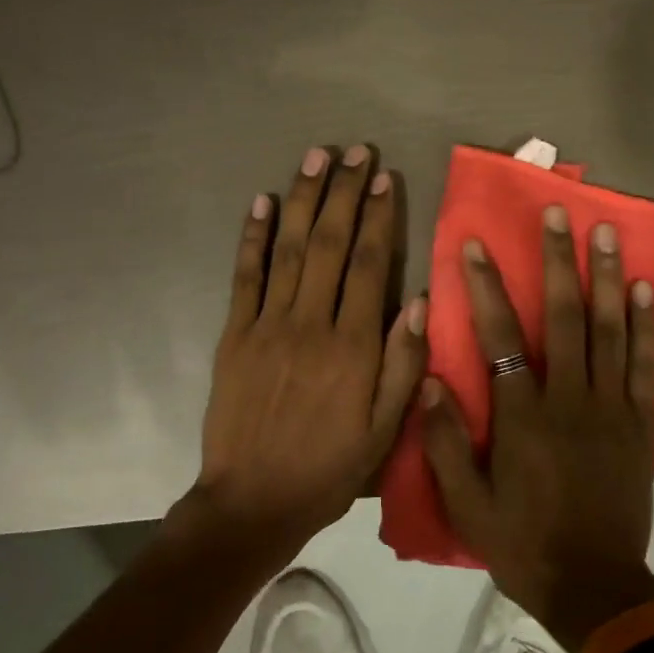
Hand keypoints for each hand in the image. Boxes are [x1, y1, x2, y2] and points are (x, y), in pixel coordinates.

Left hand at [190, 145, 428, 558]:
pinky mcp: (234, 335)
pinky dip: (252, 236)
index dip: (380, 217)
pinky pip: (244, 276)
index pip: (370, 264)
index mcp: (353, 347)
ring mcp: (267, 325)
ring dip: (304, 199)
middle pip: (331, 244)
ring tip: (316, 158)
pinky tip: (261, 202)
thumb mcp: (384, 431)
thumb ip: (404, 365)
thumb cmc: (329, 469)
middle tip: (356, 151)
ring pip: (289, 248)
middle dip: (346, 193)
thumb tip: (419, 301)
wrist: (252, 501)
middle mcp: (311, 323)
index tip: (386, 178)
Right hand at [421, 205, 653, 649]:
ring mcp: (611, 408)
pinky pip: (645, 364)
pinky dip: (648, 324)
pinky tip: (646, 289)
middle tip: (558, 212)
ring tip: (606, 232)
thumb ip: (447, 442)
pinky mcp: (640, 423)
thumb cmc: (525, 545)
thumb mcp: (468, 505)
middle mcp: (569, 400)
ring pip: (609, 329)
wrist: (595, 586)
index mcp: (523, 417)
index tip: (476, 245)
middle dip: (557, 261)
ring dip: (607, 277)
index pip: (500, 337)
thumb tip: (428, 381)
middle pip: (563, 316)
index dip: (486, 288)